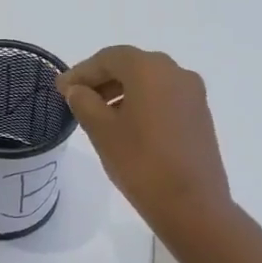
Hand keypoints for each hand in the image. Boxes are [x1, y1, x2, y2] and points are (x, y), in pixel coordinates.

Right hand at [56, 45, 233, 239]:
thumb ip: (85, 103)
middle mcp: (176, 72)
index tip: (61, 89)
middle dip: (102, 79)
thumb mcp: (102, 131)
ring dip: (123, 92)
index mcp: (150, 69)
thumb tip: (78, 90)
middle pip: (132, 66)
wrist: (192, 204)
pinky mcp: (200, 116)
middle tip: (77, 99)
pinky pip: (165, 99)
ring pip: (150, 83)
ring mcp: (193, 94)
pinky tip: (128, 127)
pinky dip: (143, 104)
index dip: (82, 71)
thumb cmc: (141, 163)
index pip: (109, 58)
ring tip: (99, 116)